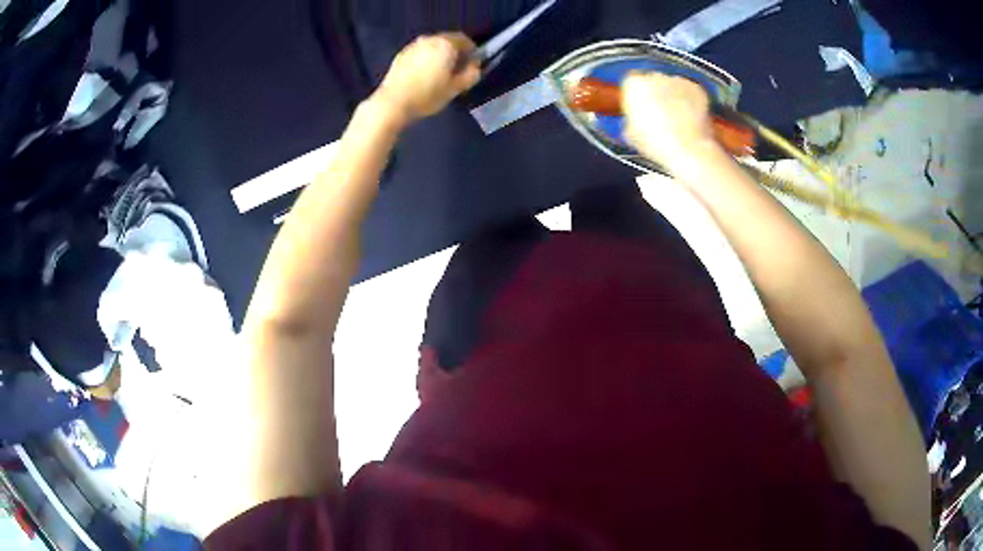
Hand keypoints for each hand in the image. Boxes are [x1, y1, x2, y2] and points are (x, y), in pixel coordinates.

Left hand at [374, 33, 481, 124]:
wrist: (393, 103)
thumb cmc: (428, 95)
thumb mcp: (456, 88)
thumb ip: (470, 75)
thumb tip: (474, 68)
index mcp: (446, 44)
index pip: (464, 40)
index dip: (471, 51)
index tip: (472, 65)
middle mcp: (429, 40)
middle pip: (447, 41)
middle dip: (455, 52)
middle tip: (458, 69)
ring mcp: (413, 46)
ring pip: (432, 46)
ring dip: (439, 55)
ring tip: (440, 73)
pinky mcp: (401, 55)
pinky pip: (419, 53)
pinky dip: (425, 59)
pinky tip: (424, 75)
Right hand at [622, 72, 721, 170]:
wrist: (687, 149)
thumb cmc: (658, 143)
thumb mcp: (631, 134)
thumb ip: (631, 119)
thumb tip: (634, 121)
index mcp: (634, 84)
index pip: (631, 84)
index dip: (636, 97)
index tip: (639, 108)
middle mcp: (655, 77)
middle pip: (652, 81)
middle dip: (656, 94)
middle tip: (659, 115)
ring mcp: (677, 81)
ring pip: (672, 86)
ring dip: (673, 97)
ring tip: (676, 119)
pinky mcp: (696, 88)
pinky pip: (689, 92)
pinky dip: (689, 101)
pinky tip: (688, 117)